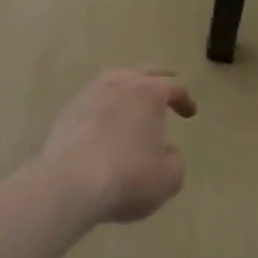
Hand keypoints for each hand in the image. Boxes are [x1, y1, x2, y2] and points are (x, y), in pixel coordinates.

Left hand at [39, 68, 195, 223]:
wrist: (69, 184)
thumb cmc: (128, 177)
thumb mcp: (169, 177)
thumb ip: (174, 159)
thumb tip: (166, 150)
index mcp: (149, 92)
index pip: (174, 86)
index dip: (185, 99)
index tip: (190, 112)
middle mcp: (120, 83)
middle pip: (144, 73)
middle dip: (159, 81)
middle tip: (167, 91)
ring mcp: (89, 94)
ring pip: (114, 81)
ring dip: (127, 90)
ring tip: (133, 105)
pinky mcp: (67, 112)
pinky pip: (93, 101)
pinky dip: (104, 108)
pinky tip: (105, 124)